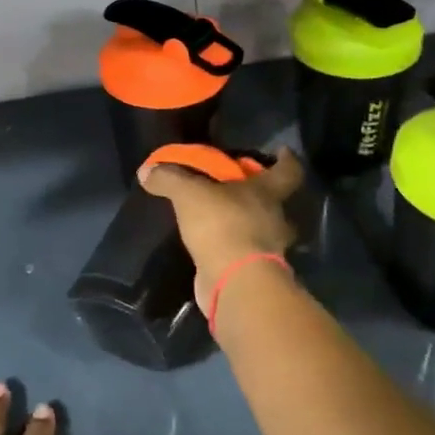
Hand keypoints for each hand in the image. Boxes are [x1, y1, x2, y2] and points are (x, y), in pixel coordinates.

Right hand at [139, 146, 304, 303]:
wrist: (234, 282)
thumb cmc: (222, 224)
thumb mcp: (189, 194)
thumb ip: (169, 178)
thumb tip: (146, 171)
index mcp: (268, 193)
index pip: (289, 172)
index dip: (287, 160)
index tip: (283, 152)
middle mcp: (275, 219)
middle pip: (275, 203)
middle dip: (260, 197)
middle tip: (238, 189)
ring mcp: (268, 249)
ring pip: (262, 231)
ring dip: (246, 225)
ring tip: (221, 219)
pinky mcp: (253, 273)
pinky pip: (244, 254)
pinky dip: (231, 249)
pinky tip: (212, 246)